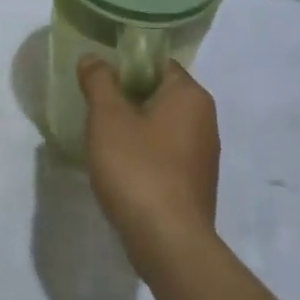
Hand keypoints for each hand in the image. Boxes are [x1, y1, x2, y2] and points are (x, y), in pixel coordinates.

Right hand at [78, 57, 220, 269]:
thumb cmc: (138, 168)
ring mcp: (204, 155)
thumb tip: (94, 58)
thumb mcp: (108, 117)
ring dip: (133, 129)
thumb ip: (99, 81)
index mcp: (191, 96)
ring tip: (102, 140)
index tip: (97, 80)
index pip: (157, 64)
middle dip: (126, 99)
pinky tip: (120, 170)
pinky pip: (165, 155)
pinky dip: (144, 155)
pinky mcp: (195, 183)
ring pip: (161, 127)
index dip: (125, 66)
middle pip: (159, 94)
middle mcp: (205, 119)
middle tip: (94, 109)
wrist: (168, 241)